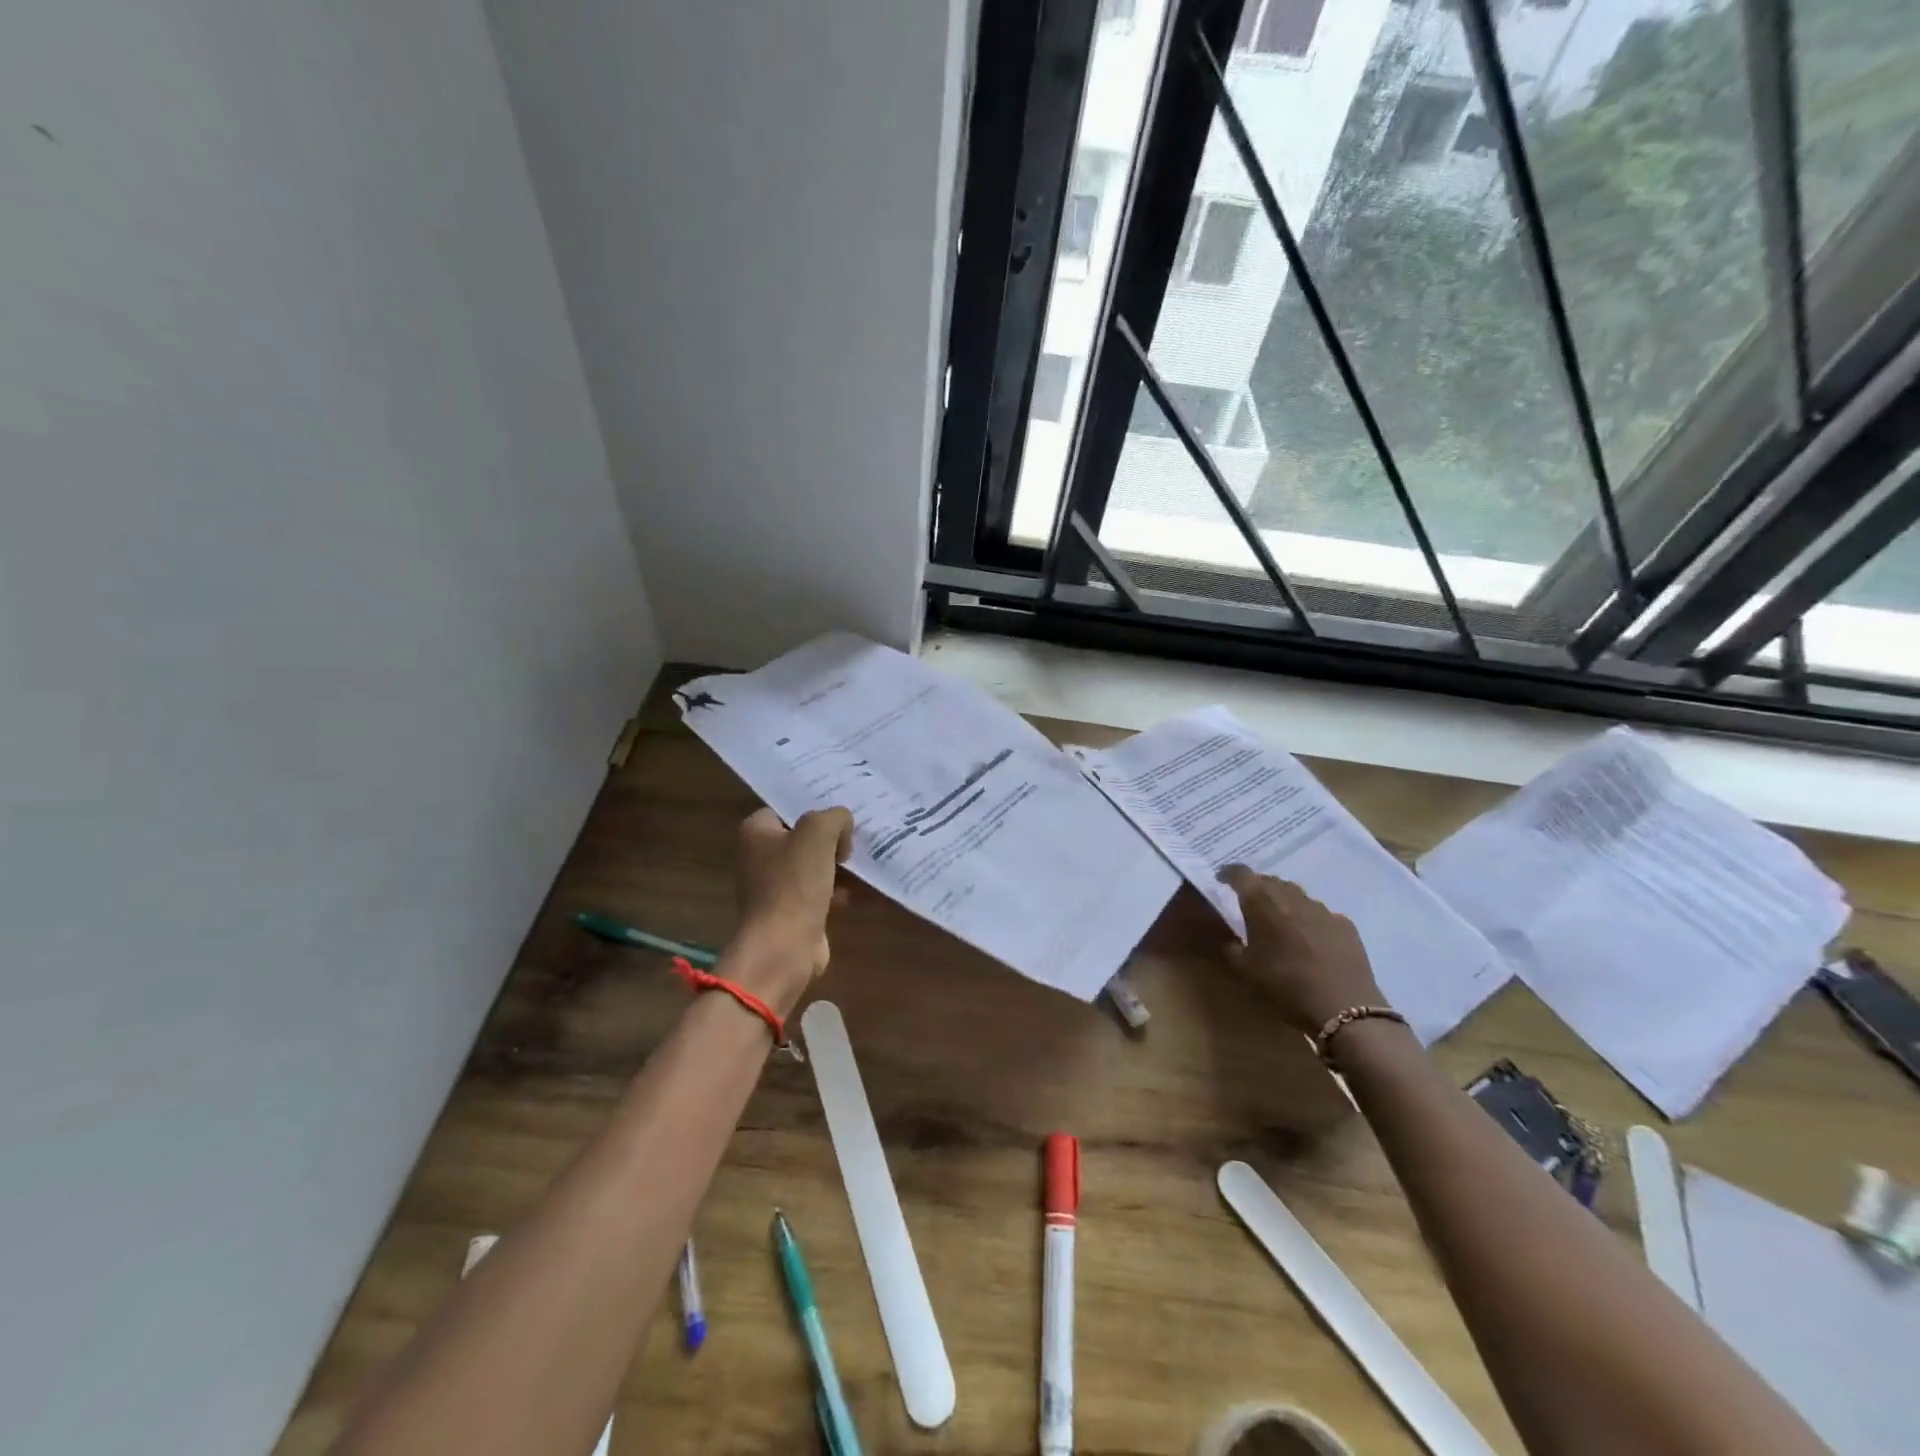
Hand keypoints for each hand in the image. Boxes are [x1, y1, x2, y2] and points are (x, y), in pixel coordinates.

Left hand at [727, 806, 854, 1014]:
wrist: (784, 946)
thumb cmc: (794, 883)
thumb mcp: (818, 833)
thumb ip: (834, 817)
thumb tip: (842, 827)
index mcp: (756, 833)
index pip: (787, 809)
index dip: (814, 809)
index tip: (842, 815)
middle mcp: (759, 857)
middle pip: (803, 838)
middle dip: (832, 839)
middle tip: (859, 836)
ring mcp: (774, 887)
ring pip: (815, 865)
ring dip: (840, 865)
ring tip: (868, 860)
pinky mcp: (792, 912)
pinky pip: (821, 892)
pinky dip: (841, 890)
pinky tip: (865, 888)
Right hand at [1217, 867, 1385, 1035]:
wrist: (1343, 1008)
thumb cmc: (1284, 986)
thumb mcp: (1244, 970)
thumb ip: (1229, 946)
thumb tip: (1226, 934)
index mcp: (1262, 903)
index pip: (1241, 874)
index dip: (1229, 873)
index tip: (1221, 880)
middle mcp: (1292, 897)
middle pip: (1270, 881)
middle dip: (1257, 888)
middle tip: (1249, 905)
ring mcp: (1322, 909)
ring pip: (1296, 895)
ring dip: (1284, 903)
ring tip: (1280, 922)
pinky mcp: (1345, 925)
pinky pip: (1321, 914)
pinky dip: (1309, 920)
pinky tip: (1311, 940)